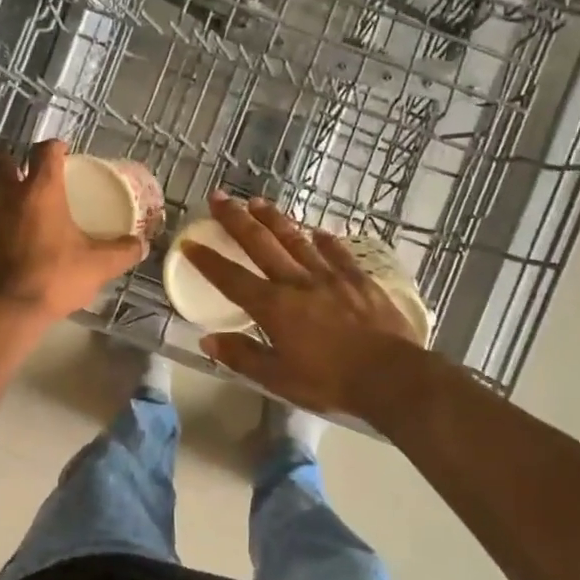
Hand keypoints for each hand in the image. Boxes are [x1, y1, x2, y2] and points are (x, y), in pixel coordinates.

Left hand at [0, 140, 146, 322]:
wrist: (0, 312)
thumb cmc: (52, 280)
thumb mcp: (97, 267)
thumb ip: (122, 252)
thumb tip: (141, 244)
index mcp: (40, 192)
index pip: (46, 152)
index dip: (54, 148)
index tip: (60, 153)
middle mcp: (2, 193)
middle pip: (1, 160)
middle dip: (12, 163)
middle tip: (23, 179)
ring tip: (3, 210)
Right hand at [183, 192, 420, 416]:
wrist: (390, 376)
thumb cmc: (330, 382)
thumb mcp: (279, 379)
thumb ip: (243, 357)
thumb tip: (208, 340)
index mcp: (274, 307)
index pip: (231, 278)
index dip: (207, 260)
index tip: (189, 241)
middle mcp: (297, 282)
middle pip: (261, 244)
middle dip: (236, 220)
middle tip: (219, 197)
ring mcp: (331, 276)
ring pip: (296, 240)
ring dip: (275, 219)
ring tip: (258, 203)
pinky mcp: (359, 279)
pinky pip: (337, 253)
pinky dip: (325, 241)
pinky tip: (318, 231)